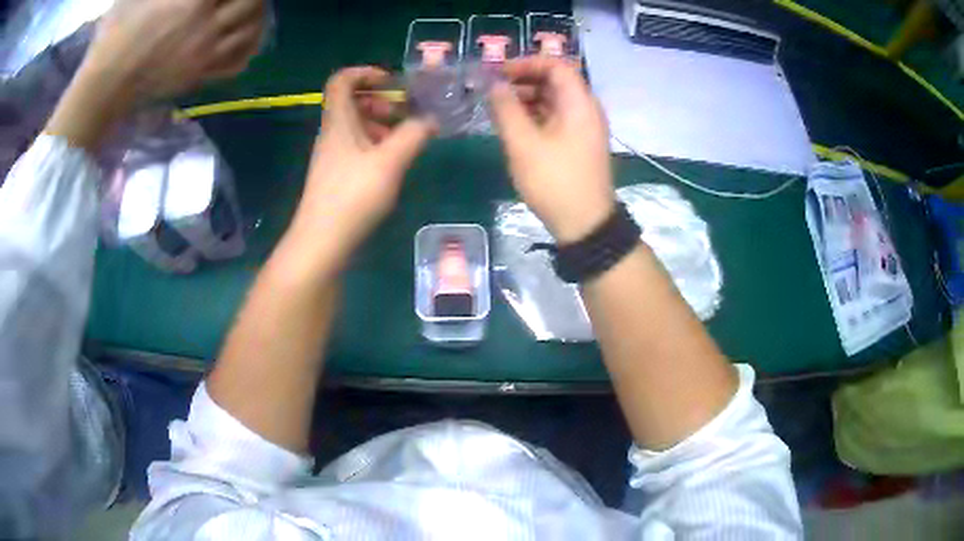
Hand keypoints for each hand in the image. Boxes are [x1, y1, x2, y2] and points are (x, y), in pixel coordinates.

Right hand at [45, 0, 265, 149]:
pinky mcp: (199, 78)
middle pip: (251, 2)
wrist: (104, 88)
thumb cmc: (115, 37)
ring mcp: (206, 56)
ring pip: (250, 32)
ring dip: (257, 15)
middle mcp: (208, 27)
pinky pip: (237, 63)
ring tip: (251, 8)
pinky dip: (249, 47)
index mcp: (194, 1)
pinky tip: (247, 37)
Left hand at [287, 67, 435, 261]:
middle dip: (381, 100)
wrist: (321, 242)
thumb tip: (431, 119)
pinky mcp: (336, 175)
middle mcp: (332, 133)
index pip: (342, 80)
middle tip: (404, 114)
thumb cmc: (352, 196)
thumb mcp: (390, 161)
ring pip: (356, 125)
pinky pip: (356, 147)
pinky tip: (393, 163)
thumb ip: (414, 135)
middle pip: (351, 101)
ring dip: (381, 124)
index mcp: (338, 121)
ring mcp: (332, 155)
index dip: (366, 72)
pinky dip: (376, 145)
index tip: (393, 82)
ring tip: (404, 140)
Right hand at [489, 57, 615, 242]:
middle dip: (523, 81)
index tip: (498, 72)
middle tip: (493, 91)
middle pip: (555, 81)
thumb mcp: (523, 144)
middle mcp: (586, 109)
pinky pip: (556, 118)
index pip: (556, 65)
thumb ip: (506, 109)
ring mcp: (584, 128)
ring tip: (498, 109)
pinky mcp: (578, 144)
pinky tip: (513, 126)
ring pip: (554, 101)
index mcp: (579, 103)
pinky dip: (535, 116)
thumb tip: (493, 84)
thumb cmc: (555, 181)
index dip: (526, 63)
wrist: (585, 225)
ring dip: (526, 99)